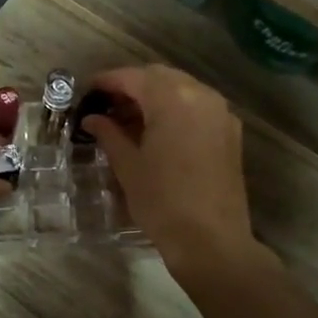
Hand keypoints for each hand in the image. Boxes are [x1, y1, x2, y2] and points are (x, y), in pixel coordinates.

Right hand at [78, 65, 255, 276]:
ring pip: (181, 89)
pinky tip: (156, 131)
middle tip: (106, 105)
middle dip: (131, 85)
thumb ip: (109, 134)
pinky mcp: (229, 132)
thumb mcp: (128, 165)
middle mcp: (200, 95)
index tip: (87, 90)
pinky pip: (197, 106)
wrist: (211, 240)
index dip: (107, 81)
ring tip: (128, 119)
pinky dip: (175, 109)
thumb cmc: (162, 201)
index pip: (133, 77)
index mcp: (172, 99)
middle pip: (159, 77)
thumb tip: (93, 119)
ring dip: (154, 96)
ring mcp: (220, 113)